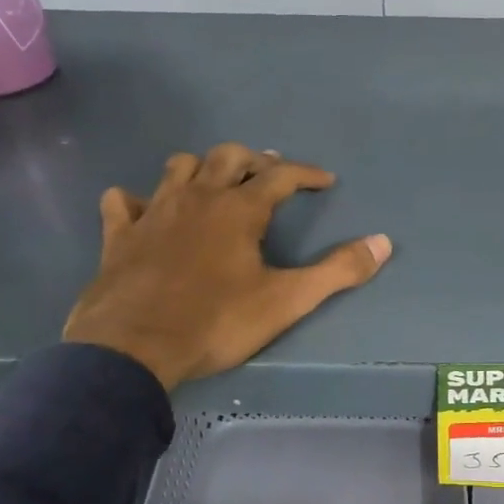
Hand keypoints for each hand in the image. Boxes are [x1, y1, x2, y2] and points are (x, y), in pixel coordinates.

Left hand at [64, 144, 392, 388]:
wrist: (134, 347)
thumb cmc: (217, 322)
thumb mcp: (287, 301)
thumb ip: (337, 271)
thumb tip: (383, 243)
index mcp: (238, 210)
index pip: (281, 176)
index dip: (307, 174)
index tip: (326, 180)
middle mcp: (196, 197)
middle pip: (227, 156)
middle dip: (254, 159)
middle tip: (270, 174)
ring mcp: (153, 212)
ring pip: (179, 167)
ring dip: (202, 168)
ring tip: (216, 184)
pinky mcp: (120, 235)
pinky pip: (124, 201)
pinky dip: (139, 200)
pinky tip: (146, 211)